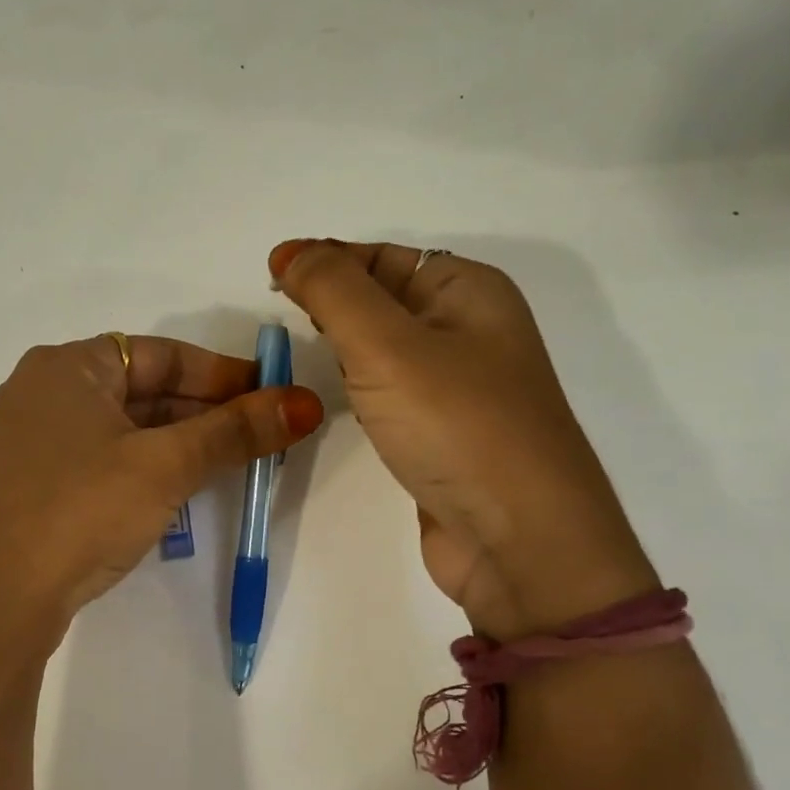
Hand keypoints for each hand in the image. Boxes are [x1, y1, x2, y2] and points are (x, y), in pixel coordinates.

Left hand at [0, 334, 323, 650]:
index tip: (271, 395)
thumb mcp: (164, 467)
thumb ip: (235, 432)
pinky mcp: (28, 484)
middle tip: (261, 433)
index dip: (222, 373)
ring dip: (176, 442)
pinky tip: (175, 490)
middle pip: (140, 389)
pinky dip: (141, 467)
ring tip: (231, 461)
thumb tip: (307, 403)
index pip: (161, 354)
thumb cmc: (80, 511)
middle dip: (204, 411)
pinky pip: (98, 459)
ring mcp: (29, 441)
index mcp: (65, 366)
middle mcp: (41, 392)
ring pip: (121, 428)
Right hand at [270, 240, 656, 638]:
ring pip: (385, 346)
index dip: (326, 260)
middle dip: (331, 300)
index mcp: (468, 290)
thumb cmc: (456, 426)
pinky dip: (359, 385)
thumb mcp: (386, 344)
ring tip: (300, 351)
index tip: (271, 277)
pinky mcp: (443, 430)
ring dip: (343, 344)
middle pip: (383, 296)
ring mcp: (459, 384)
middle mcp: (469, 328)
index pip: (381, 255)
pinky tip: (338, 395)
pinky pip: (391, 389)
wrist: (519, 540)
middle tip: (281, 317)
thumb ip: (333, 290)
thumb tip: (290, 250)